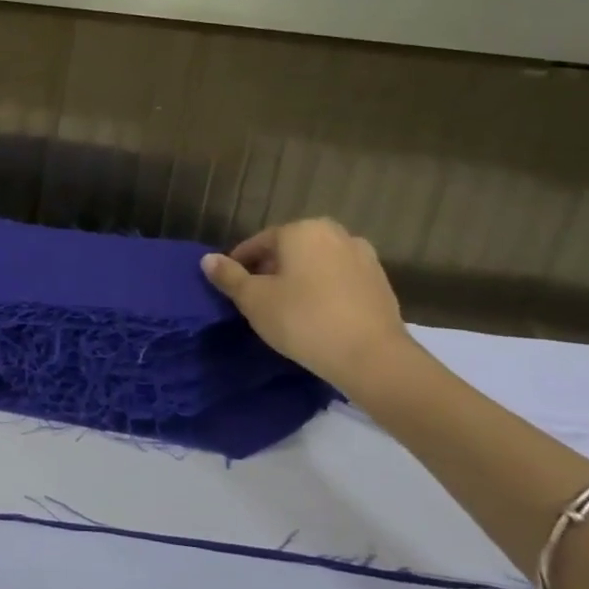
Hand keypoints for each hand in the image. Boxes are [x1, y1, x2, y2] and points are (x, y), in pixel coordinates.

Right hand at [201, 219, 413, 390]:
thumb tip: (207, 259)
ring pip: (317, 263)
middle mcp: (335, 234)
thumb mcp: (254, 300)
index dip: (240, 264)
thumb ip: (229, 276)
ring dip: (299, 279)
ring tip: (286, 308)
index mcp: (301, 230)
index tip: (231, 287)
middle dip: (271, 269)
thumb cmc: (303, 320)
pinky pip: (340, 280)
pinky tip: (316, 315)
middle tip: (256, 298)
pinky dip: (324, 290)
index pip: (258, 243)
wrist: (372, 358)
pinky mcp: (381, 283)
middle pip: (290, 249)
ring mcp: (363, 257)